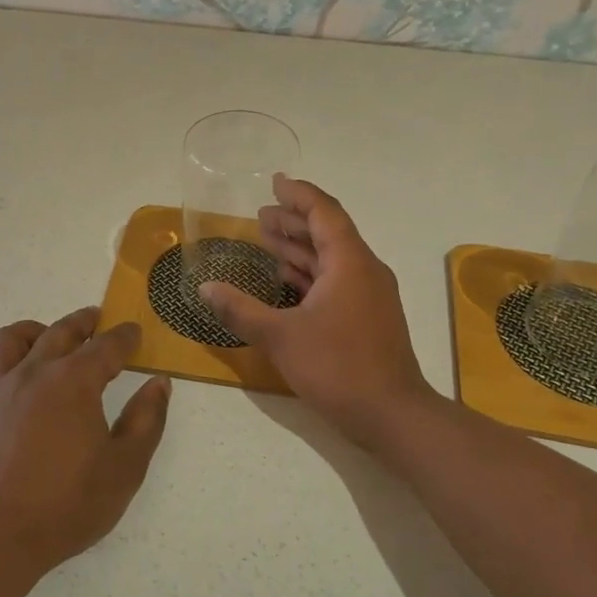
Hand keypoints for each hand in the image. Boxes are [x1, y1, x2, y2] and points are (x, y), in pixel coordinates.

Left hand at [0, 307, 171, 576]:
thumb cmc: (68, 506)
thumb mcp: (125, 468)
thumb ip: (147, 420)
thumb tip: (159, 383)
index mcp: (74, 383)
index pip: (106, 347)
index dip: (124, 337)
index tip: (134, 332)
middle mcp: (32, 374)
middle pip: (59, 333)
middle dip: (82, 322)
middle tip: (95, 318)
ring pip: (9, 341)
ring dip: (32, 332)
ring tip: (44, 337)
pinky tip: (0, 377)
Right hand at [200, 176, 436, 449]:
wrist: (391, 415)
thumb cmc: (337, 366)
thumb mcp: (280, 336)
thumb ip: (240, 309)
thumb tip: (205, 288)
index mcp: (349, 262)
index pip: (324, 212)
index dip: (298, 194)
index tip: (275, 182)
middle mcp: (364, 270)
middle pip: (327, 232)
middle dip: (293, 221)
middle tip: (260, 216)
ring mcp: (369, 296)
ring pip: (331, 259)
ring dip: (299, 248)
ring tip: (266, 240)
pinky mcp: (367, 318)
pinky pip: (335, 281)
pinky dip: (309, 275)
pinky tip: (285, 281)